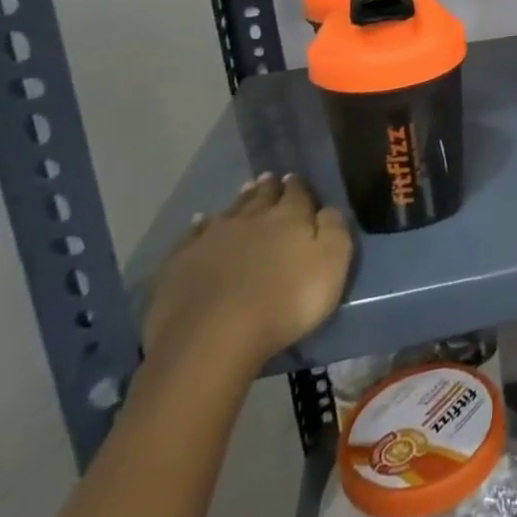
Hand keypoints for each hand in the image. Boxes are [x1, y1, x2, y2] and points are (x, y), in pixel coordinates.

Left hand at [143, 173, 352, 377]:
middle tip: (270, 179)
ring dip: (240, 200)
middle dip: (269, 187)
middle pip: (262, 196)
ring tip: (245, 190)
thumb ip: (334, 230)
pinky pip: (193, 233)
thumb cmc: (285, 302)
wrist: (212, 337)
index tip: (296, 179)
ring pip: (230, 210)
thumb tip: (328, 208)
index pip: (297, 193)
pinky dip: (199, 225)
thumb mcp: (331, 265)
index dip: (298, 186)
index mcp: (289, 217)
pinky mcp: (181, 261)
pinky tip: (200, 222)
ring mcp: (212, 237)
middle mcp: (251, 218)